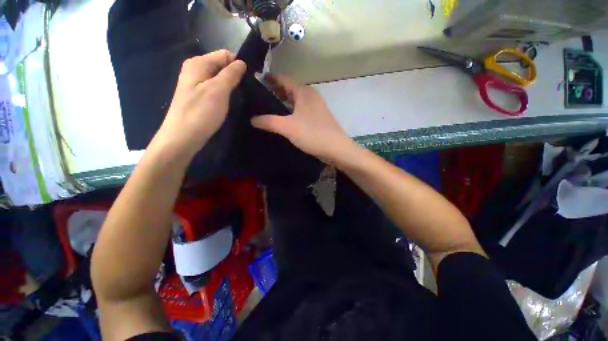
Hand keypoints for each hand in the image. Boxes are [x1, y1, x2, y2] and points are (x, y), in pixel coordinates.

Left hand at [151, 50, 245, 161]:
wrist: (183, 137)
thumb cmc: (200, 113)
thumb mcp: (218, 91)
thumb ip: (230, 74)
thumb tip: (242, 62)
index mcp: (198, 63)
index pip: (224, 55)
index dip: (238, 65)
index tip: (250, 80)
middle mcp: (195, 70)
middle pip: (222, 66)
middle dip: (235, 76)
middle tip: (247, 91)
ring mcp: (196, 84)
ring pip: (220, 79)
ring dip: (232, 86)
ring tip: (241, 97)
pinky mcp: (199, 97)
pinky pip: (216, 89)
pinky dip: (225, 94)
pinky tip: (231, 102)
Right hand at [251, 75, 350, 162]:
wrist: (336, 149)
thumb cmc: (312, 134)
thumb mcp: (288, 127)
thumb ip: (269, 121)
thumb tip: (252, 119)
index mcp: (304, 92)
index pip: (282, 79)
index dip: (268, 79)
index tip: (254, 83)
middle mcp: (310, 96)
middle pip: (288, 90)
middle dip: (273, 93)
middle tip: (256, 100)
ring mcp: (315, 108)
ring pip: (294, 102)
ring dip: (282, 105)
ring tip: (266, 110)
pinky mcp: (317, 119)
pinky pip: (300, 112)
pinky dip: (290, 114)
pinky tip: (282, 121)